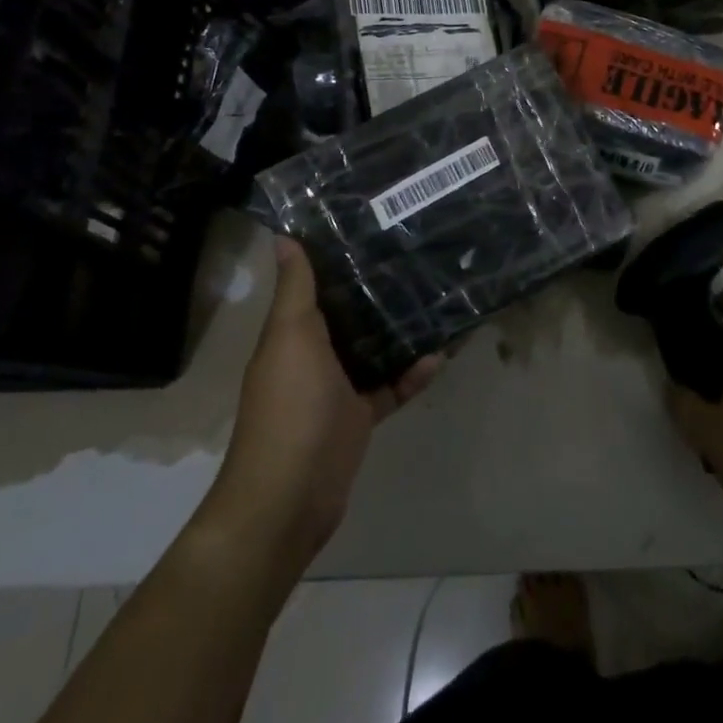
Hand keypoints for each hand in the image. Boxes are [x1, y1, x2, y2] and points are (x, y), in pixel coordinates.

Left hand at [207, 237, 441, 573]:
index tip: (369, 225)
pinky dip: (412, 374)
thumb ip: (296, 290)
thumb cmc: (290, 406)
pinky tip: (440, 355)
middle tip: (415, 257)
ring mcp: (336, 389)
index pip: (313, 285)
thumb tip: (282, 236)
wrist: (290, 497)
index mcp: (291, 333)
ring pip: (371, 349)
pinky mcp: (359, 417)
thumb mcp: (291, 337)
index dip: (336, 257)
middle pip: (346, 315)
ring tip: (436, 299)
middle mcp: (312, 355)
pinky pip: (390, 387)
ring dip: (398, 330)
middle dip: (374, 291)